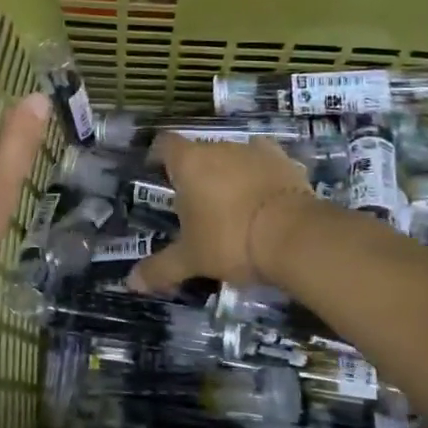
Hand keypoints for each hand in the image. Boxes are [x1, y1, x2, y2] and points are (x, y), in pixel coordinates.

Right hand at [127, 133, 311, 291]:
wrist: (296, 236)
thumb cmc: (231, 241)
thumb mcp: (192, 259)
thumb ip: (161, 268)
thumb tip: (131, 283)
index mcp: (189, 163)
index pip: (164, 144)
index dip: (158, 156)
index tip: (157, 173)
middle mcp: (219, 147)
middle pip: (200, 152)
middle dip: (197, 173)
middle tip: (196, 205)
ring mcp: (255, 151)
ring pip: (233, 157)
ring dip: (229, 174)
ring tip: (232, 205)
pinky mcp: (286, 162)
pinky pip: (265, 164)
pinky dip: (261, 177)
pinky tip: (264, 199)